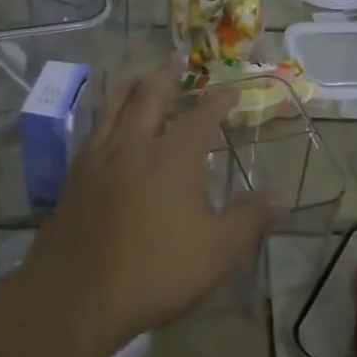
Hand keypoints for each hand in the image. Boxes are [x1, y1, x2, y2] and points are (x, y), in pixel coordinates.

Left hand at [27, 71, 281, 346]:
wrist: (76, 296)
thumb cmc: (155, 271)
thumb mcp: (217, 251)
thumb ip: (250, 219)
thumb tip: (283, 196)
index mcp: (173, 158)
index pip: (201, 118)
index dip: (218, 101)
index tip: (230, 89)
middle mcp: (134, 146)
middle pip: (149, 98)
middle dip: (166, 77)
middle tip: (175, 60)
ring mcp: (98, 160)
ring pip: (112, 108)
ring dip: (127, 87)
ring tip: (135, 76)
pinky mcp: (73, 179)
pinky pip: (91, 133)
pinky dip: (102, 117)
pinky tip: (103, 127)